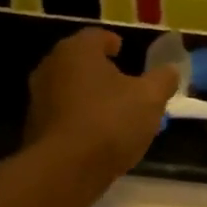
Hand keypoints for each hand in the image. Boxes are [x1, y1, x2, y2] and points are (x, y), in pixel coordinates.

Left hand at [24, 28, 179, 183]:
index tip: (124, 51)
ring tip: (114, 113)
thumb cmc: (110, 122)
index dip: (113, 42)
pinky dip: (80, 119)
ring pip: (71, 90)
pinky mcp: (35, 128)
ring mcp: (38, 98)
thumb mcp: (150, 99)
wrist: (65, 169)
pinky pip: (64, 115)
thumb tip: (170, 70)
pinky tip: (98, 136)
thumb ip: (162, 80)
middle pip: (81, 63)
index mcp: (77, 51)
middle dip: (102, 71)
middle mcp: (51, 67)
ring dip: (90, 96)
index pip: (96, 36)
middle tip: (124, 84)